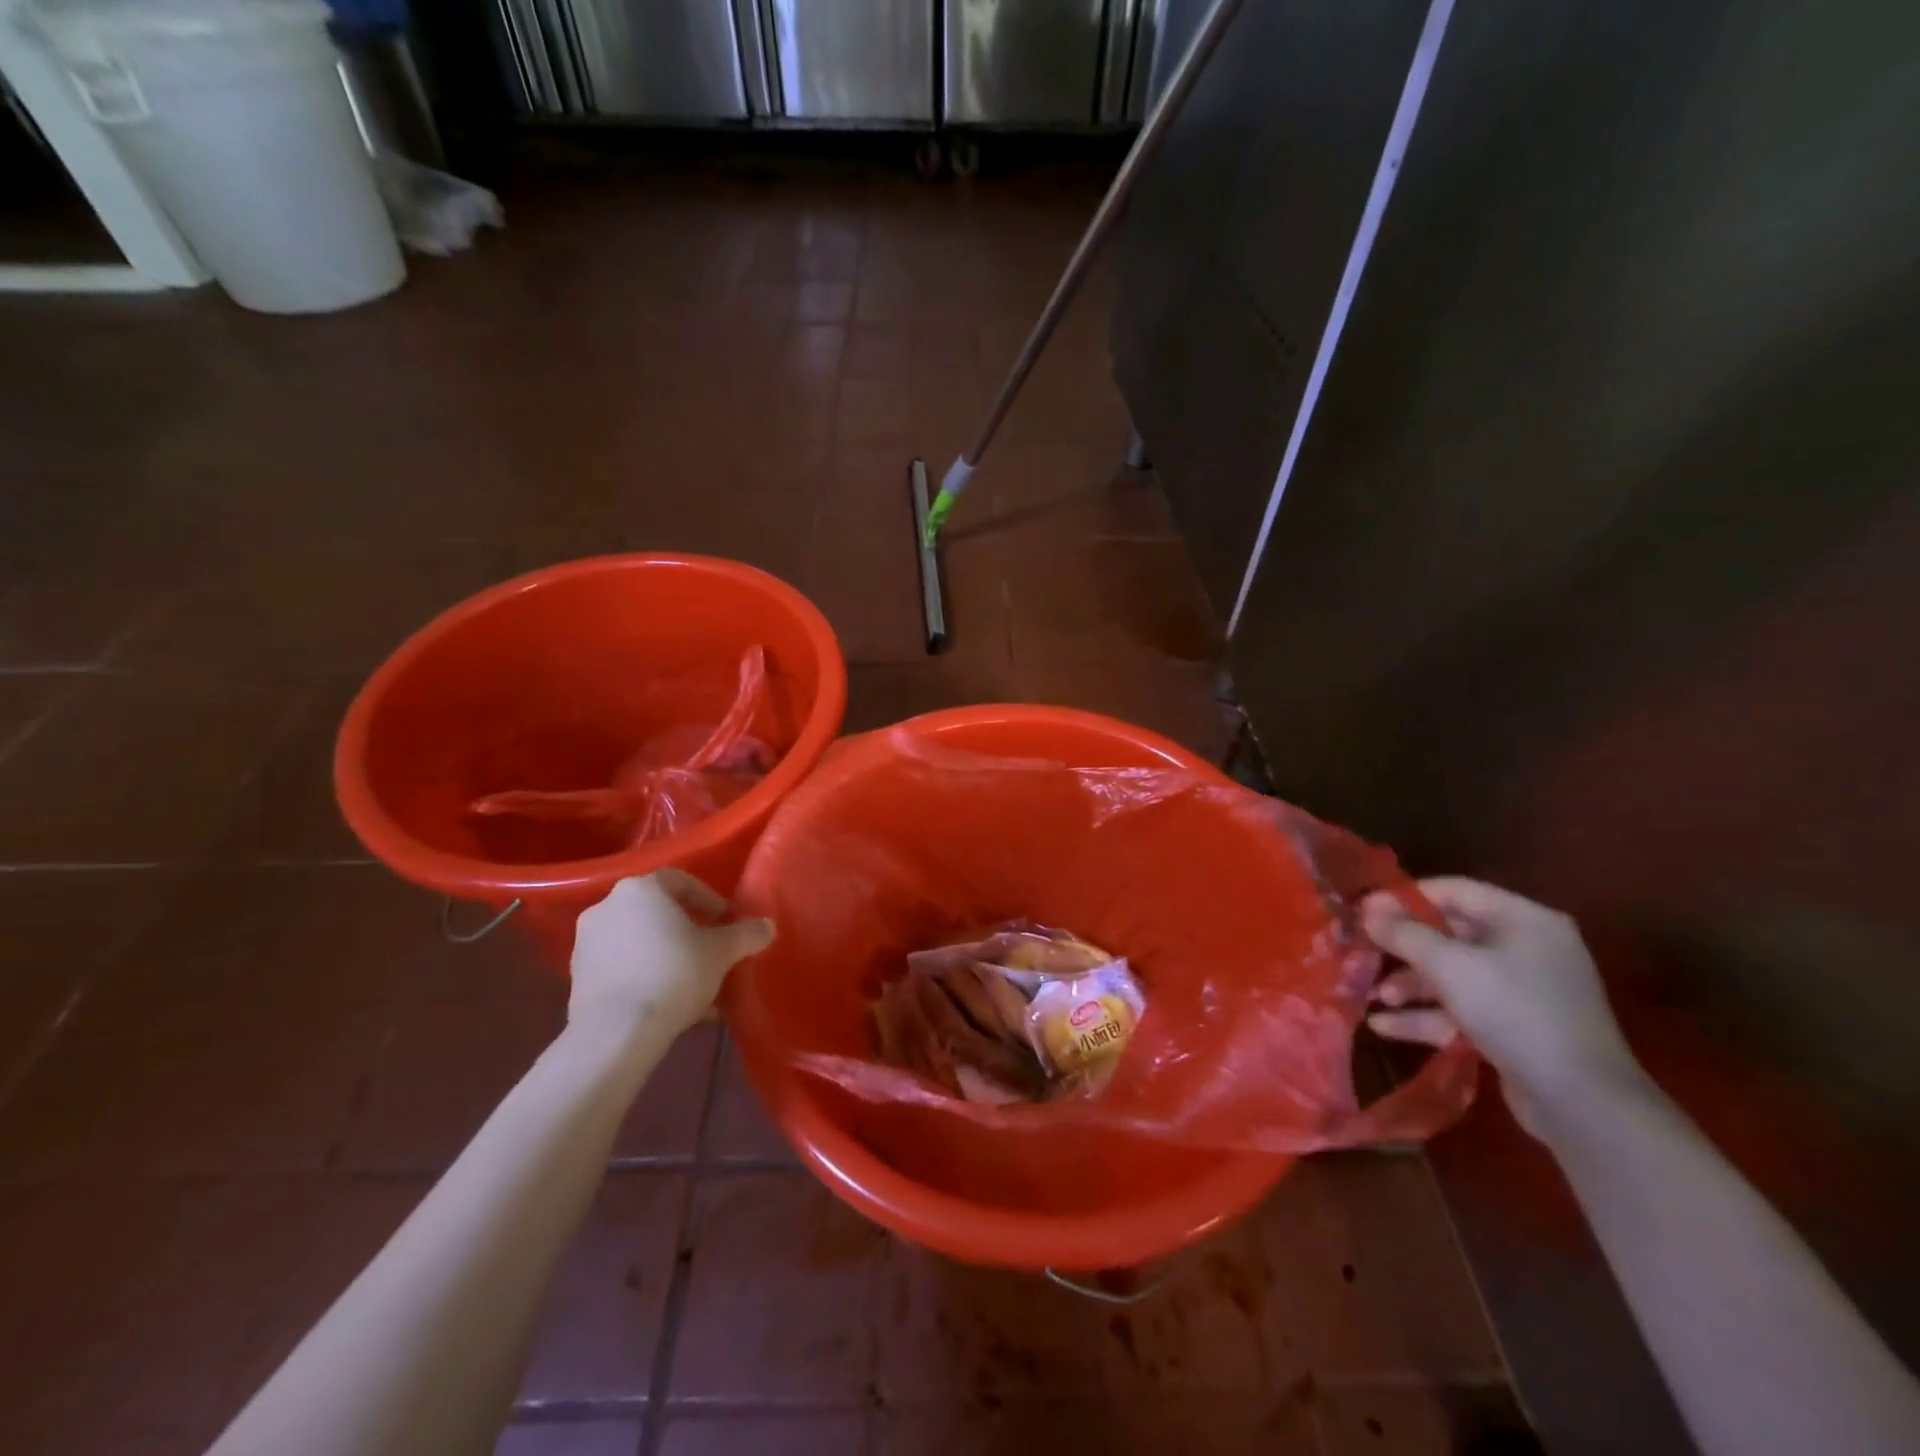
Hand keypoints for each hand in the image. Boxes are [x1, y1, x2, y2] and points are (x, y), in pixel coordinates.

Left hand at [569, 871, 774, 1040]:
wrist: (615, 1033)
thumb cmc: (674, 975)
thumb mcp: (722, 952)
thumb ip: (747, 934)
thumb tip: (767, 926)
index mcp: (641, 888)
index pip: (681, 881)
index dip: (710, 900)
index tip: (727, 923)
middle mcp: (607, 905)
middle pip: (658, 912)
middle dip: (688, 931)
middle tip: (712, 953)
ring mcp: (586, 942)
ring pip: (639, 941)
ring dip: (667, 956)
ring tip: (694, 985)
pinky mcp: (577, 976)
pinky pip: (622, 967)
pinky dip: (645, 976)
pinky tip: (668, 1004)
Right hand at [1361, 878, 1641, 1137]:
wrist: (1584, 1104)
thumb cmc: (1516, 1013)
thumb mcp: (1451, 967)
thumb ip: (1404, 934)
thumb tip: (1367, 912)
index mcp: (1523, 920)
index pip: (1453, 891)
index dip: (1403, 898)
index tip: (1361, 911)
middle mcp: (1526, 948)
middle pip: (1449, 934)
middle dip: (1402, 948)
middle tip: (1360, 953)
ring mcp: (1523, 990)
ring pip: (1452, 975)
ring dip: (1409, 985)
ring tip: (1373, 998)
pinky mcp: (1516, 1027)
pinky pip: (1462, 1009)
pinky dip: (1426, 1015)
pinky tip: (1384, 1027)